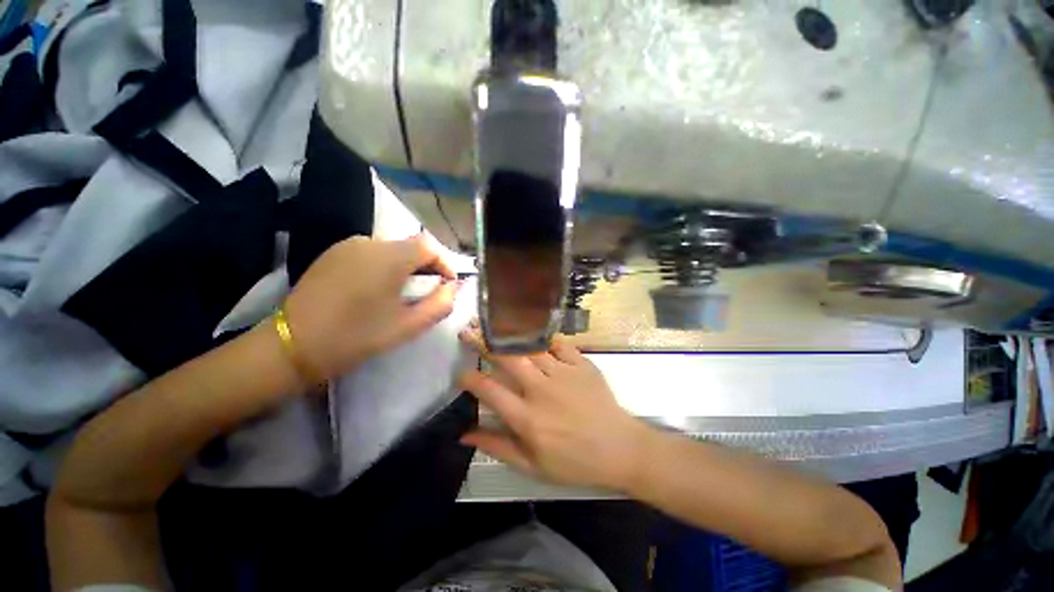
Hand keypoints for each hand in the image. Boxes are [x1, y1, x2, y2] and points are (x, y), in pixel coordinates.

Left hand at [284, 235, 458, 379]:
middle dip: (426, 267)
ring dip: (405, 267)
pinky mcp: (332, 253)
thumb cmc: (357, 336)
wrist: (294, 345)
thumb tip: (452, 288)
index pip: (429, 247)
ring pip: (391, 249)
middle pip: (410, 246)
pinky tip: (376, 289)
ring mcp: (347, 246)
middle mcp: (369, 242)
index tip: (447, 286)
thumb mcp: (408, 325)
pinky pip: (370, 253)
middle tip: (427, 292)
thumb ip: (440, 304)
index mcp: (389, 257)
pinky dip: (384, 266)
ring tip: (402, 292)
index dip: (445, 264)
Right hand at [457, 327, 652, 490]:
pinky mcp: (582, 364)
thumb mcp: (532, 465)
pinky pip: (558, 344)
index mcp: (527, 417)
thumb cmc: (574, 462)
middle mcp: (541, 389)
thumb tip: (464, 434)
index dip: (469, 379)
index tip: (460, 373)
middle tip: (469, 332)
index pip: (489, 390)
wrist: (619, 448)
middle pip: (507, 359)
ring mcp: (563, 373)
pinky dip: (545, 339)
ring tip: (495, 325)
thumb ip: (497, 447)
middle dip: (483, 343)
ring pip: (530, 347)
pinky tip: (534, 336)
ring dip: (509, 336)